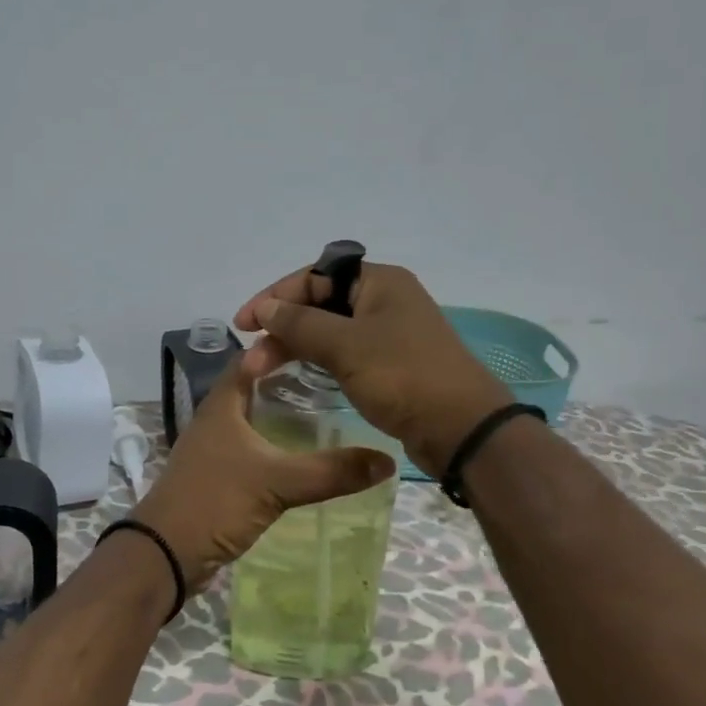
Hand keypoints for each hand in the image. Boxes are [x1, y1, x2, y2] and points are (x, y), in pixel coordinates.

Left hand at [133, 351, 395, 592]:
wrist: (166, 553)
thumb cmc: (215, 502)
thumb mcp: (277, 483)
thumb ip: (331, 472)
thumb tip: (387, 460)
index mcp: (223, 404)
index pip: (253, 358)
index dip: (283, 346)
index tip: (322, 342)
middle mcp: (216, 419)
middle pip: (255, 387)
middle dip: (291, 381)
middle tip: (336, 378)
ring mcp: (214, 448)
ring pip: (254, 420)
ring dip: (283, 415)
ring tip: (328, 413)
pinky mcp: (218, 476)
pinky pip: (252, 449)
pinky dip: (276, 446)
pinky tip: (301, 457)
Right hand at [234, 260, 513, 478]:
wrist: (462, 429)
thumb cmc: (403, 376)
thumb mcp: (346, 346)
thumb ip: (300, 323)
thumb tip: (265, 308)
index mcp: (379, 282)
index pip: (315, 276)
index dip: (275, 296)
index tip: (244, 324)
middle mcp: (384, 300)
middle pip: (320, 303)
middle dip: (282, 326)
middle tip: (251, 357)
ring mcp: (388, 333)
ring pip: (329, 330)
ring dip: (294, 345)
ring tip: (261, 369)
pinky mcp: (389, 364)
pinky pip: (343, 352)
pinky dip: (316, 359)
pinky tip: (295, 374)